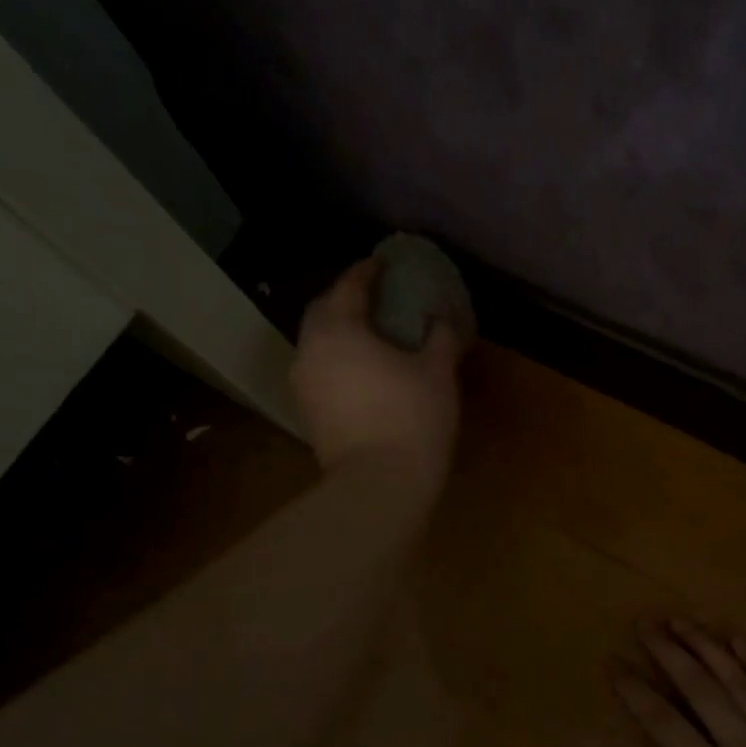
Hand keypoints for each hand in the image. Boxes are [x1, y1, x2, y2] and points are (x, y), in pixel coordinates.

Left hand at [292, 257, 467, 484]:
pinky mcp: (307, 411)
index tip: (384, 262)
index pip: (349, 286)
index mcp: (339, 330)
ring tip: (369, 333)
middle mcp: (311, 350)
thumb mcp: (437, 372)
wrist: (379, 484)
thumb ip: (440, 336)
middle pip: (322, 310)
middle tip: (374, 297)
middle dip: (345, 298)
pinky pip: (320, 368)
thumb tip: (441, 318)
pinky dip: (337, 358)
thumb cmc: (412, 418)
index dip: (367, 271)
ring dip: (339, 330)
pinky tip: (361, 369)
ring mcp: (304, 383)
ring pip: (317, 342)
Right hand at [615, 620, 745, 746]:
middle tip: (644, 623)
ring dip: (707, 646)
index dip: (635, 690)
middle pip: (699, 687)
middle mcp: (745, 744)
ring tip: (682, 621)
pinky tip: (741, 641)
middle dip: (668, 651)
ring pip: (738, 680)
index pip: (664, 722)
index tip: (614, 663)